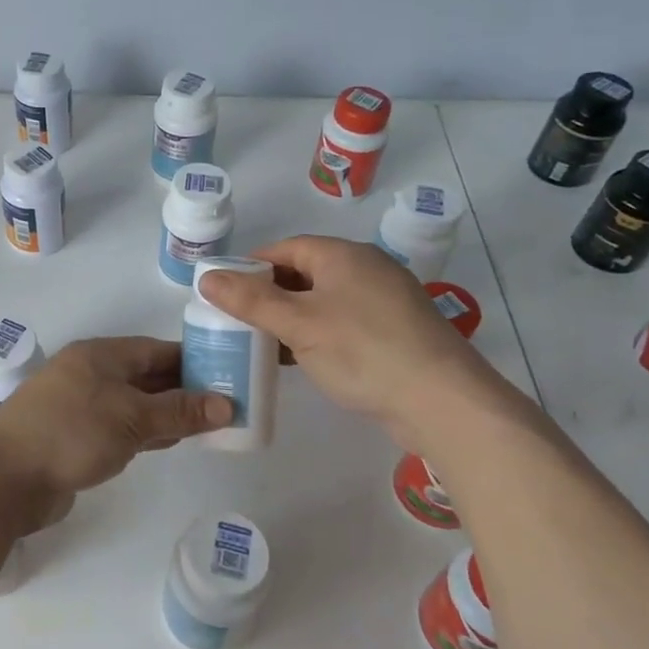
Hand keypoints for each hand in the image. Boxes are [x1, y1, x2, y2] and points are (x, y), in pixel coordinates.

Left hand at [0, 338, 230, 516]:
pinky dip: (147, 432)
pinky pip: (121, 427)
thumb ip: (179, 411)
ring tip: (209, 425)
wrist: (5, 477)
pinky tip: (170, 442)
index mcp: (102, 355)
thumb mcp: (132, 418)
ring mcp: (81, 406)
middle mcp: (91, 374)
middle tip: (228, 405)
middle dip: (185, 389)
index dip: (194, 360)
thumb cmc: (71, 433)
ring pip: (136, 403)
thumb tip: (227, 404)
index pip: (157, 350)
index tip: (229, 373)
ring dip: (168, 413)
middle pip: (147, 376)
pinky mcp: (76, 437)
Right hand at [196, 235, 497, 441]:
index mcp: (343, 255)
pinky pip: (344, 321)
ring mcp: (385, 300)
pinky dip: (318, 333)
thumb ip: (250, 301)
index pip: (285, 248)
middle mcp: (366, 268)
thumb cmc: (362, 351)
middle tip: (238, 320)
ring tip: (263, 342)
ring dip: (292, 317)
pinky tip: (302, 358)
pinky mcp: (396, 331)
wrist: (442, 401)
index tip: (224, 291)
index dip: (251, 266)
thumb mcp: (298, 325)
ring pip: (324, 300)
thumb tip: (206, 277)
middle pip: (305, 272)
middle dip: (269, 294)